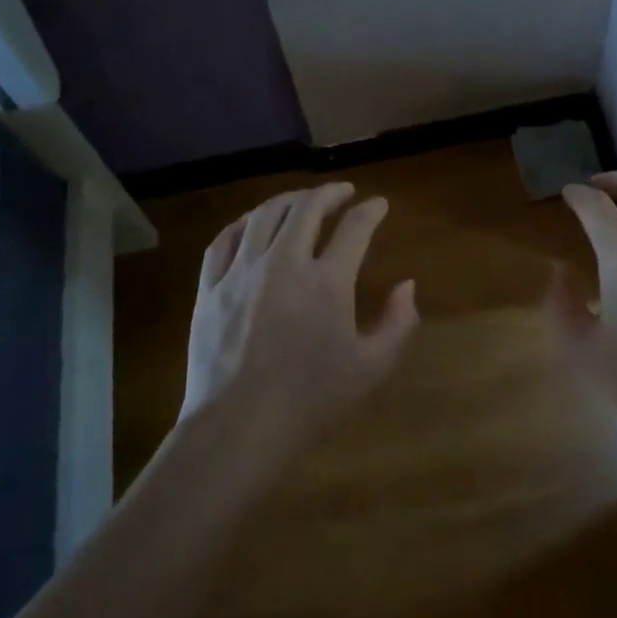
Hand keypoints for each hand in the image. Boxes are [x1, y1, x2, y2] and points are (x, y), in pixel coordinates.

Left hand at [184, 183, 418, 454]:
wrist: (238, 426)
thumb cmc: (311, 400)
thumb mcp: (372, 367)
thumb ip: (398, 322)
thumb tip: (407, 286)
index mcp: (327, 281)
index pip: (355, 228)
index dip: (371, 211)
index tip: (380, 204)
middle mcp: (283, 263)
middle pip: (307, 208)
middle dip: (330, 192)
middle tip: (343, 191)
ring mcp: (240, 272)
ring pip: (264, 215)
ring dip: (288, 200)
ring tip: (301, 199)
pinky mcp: (210, 288)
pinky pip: (223, 240)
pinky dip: (243, 223)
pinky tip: (251, 223)